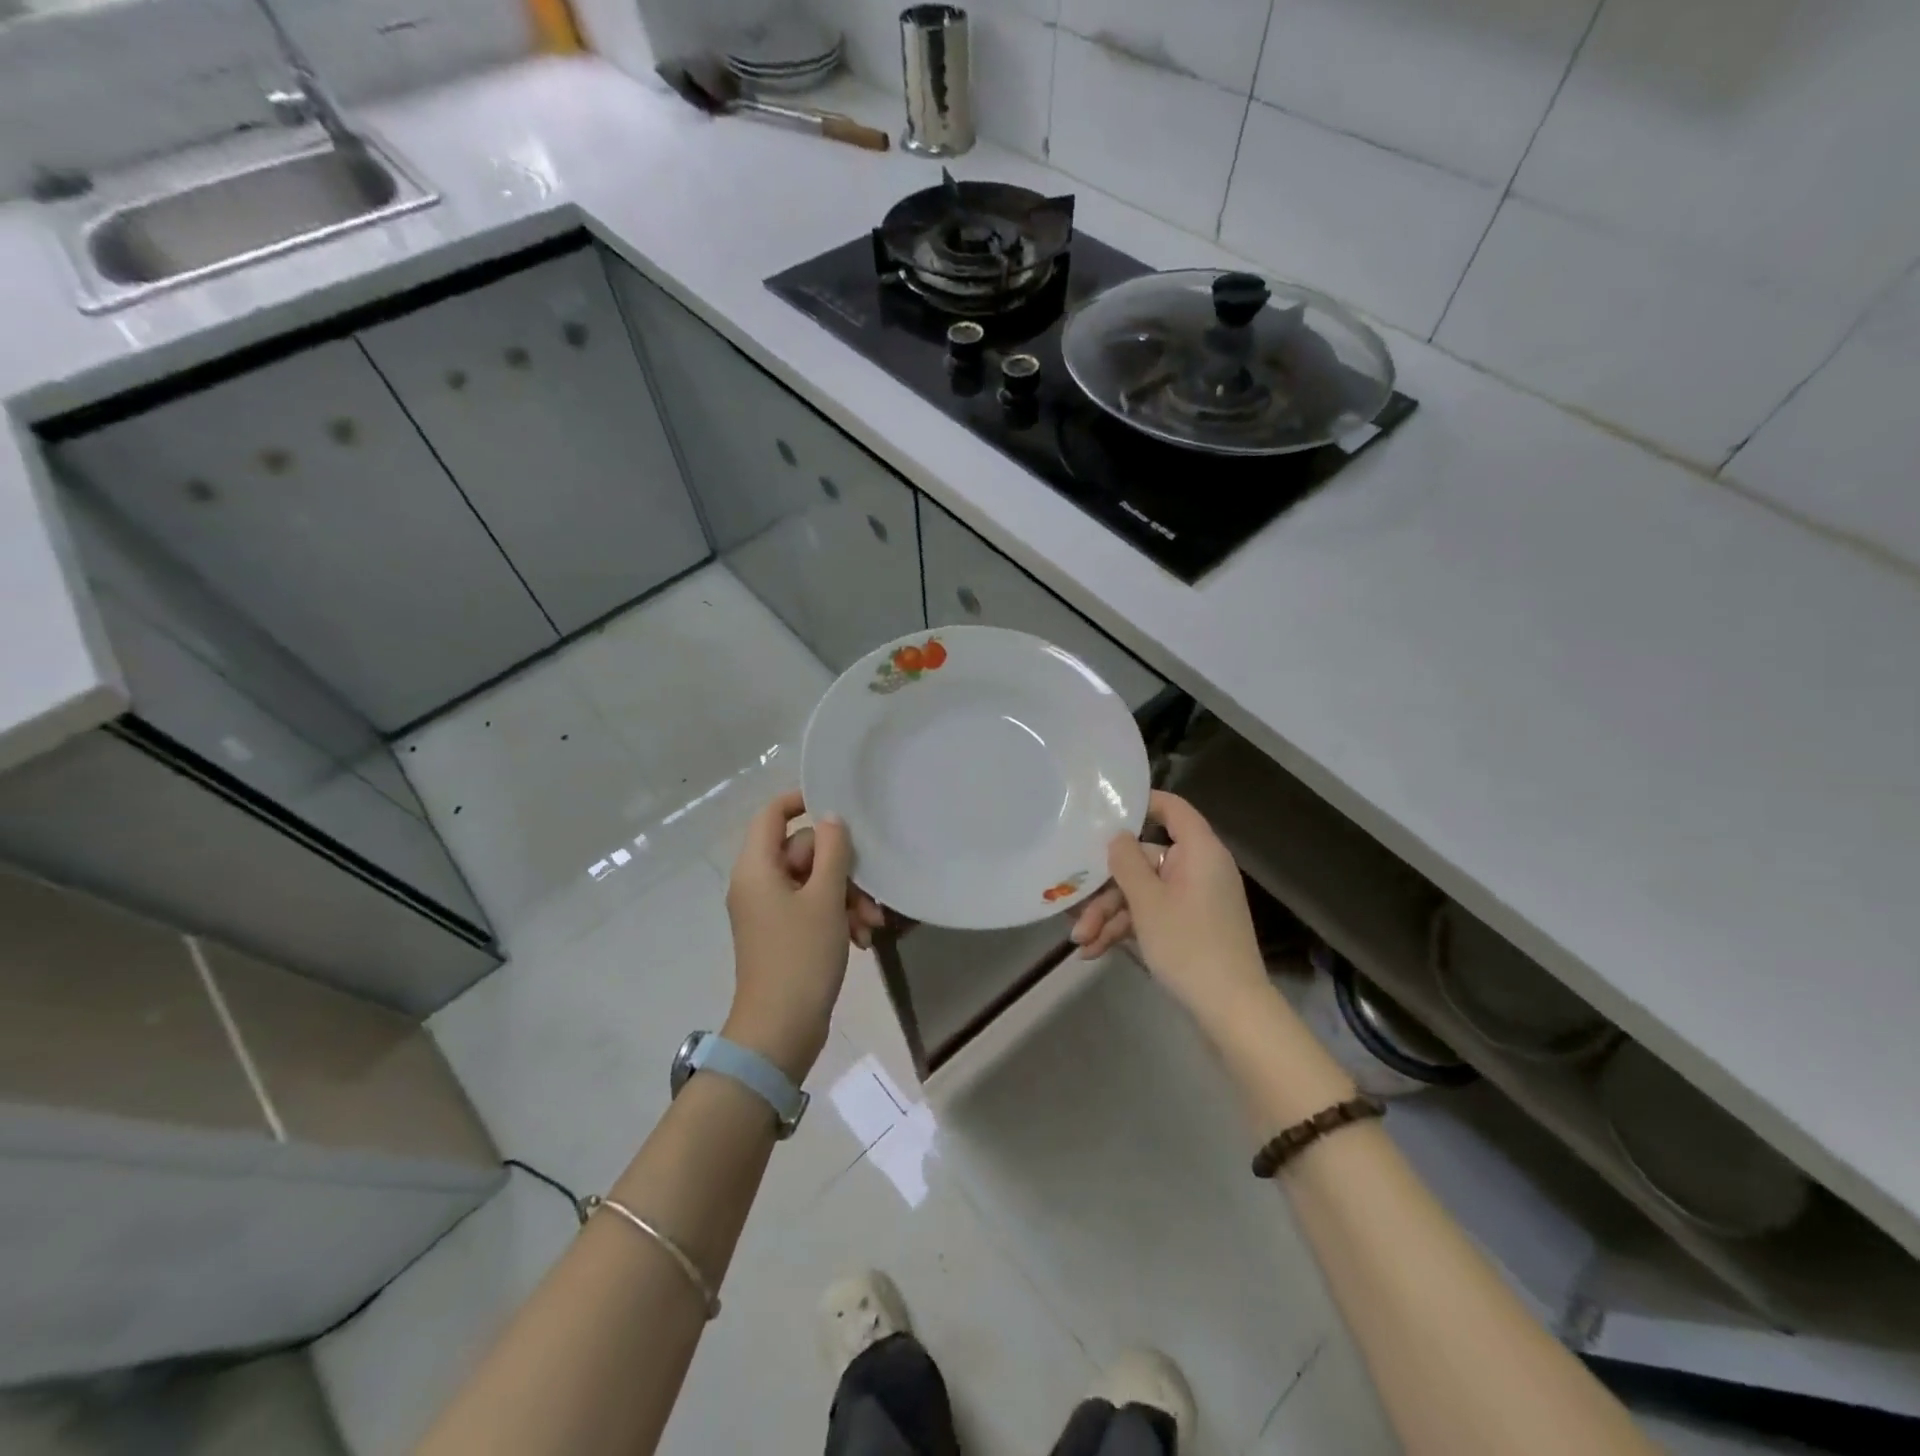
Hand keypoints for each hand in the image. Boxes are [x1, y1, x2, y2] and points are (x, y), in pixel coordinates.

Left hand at [722, 790, 874, 1080]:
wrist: (780, 1031)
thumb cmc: (800, 957)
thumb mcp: (825, 898)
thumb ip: (832, 851)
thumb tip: (831, 819)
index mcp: (757, 868)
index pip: (771, 814)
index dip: (802, 801)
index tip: (840, 806)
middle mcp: (758, 883)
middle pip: (802, 851)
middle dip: (842, 870)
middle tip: (869, 895)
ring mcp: (769, 911)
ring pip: (814, 882)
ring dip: (846, 898)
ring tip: (871, 926)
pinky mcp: (782, 934)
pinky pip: (812, 909)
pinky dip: (837, 917)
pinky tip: (861, 940)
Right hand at [1079, 791, 1268, 1031]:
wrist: (1231, 1011)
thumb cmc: (1188, 945)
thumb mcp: (1147, 902)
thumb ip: (1127, 862)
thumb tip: (1117, 836)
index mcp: (1199, 851)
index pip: (1172, 809)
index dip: (1141, 803)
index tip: (1104, 810)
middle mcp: (1199, 868)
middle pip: (1145, 861)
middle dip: (1107, 888)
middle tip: (1075, 908)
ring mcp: (1195, 899)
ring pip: (1144, 893)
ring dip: (1110, 915)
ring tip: (1080, 942)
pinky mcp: (1190, 926)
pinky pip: (1154, 915)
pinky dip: (1127, 930)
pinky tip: (1095, 952)